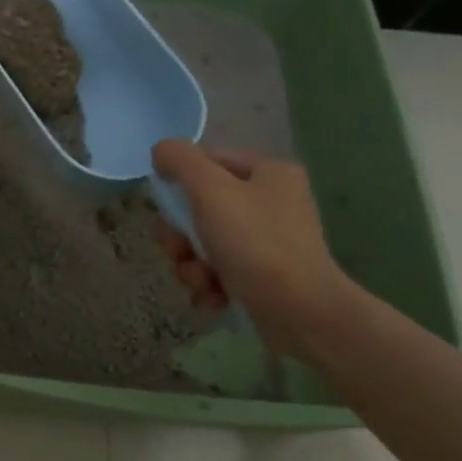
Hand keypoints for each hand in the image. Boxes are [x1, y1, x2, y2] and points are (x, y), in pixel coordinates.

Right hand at [150, 141, 360, 358]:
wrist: (300, 310)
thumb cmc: (254, 243)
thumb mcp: (211, 191)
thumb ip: (181, 161)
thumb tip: (161, 150)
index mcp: (268, 173)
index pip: (208, 162)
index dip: (179, 183)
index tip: (165, 208)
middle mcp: (272, 202)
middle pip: (200, 209)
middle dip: (180, 237)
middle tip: (180, 252)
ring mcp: (269, 242)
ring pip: (204, 244)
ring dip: (191, 265)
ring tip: (202, 281)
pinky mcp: (265, 276)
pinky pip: (219, 272)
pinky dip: (210, 285)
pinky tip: (216, 297)